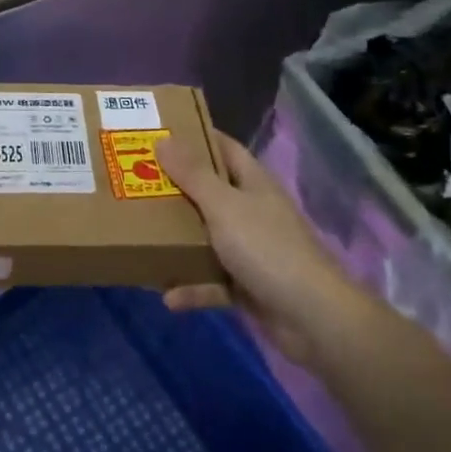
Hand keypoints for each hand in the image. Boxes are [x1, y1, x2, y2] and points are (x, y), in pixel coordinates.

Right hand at [156, 131, 360, 366]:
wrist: (313, 318)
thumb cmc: (267, 248)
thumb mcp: (224, 206)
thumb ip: (193, 174)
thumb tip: (164, 139)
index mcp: (252, 183)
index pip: (222, 147)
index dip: (194, 137)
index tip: (158, 133)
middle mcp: (251, 211)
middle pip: (209, 191)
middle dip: (175, 189)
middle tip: (136, 182)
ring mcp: (251, 249)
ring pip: (207, 237)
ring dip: (179, 241)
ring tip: (142, 237)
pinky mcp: (248, 286)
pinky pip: (212, 281)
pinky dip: (193, 287)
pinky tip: (168, 296)